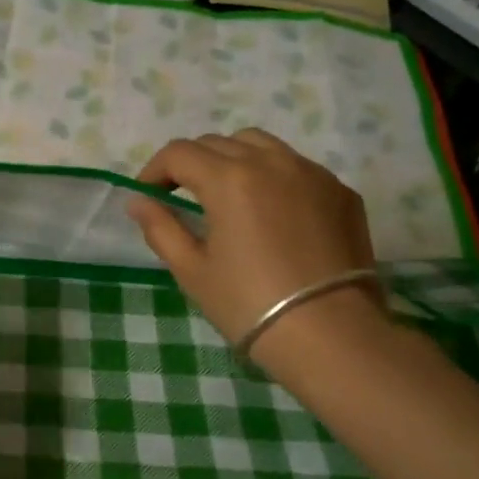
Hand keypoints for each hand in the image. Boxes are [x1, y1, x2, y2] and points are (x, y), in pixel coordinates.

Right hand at [127, 130, 384, 352]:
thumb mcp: (192, 270)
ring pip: (261, 145)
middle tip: (181, 196)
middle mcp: (271, 162)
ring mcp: (312, 173)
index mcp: (229, 179)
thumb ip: (160, 227)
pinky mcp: (340, 191)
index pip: (179, 153)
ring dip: (233, 160)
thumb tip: (138, 201)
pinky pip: (296, 168)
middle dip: (191, 163)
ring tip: (227, 195)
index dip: (154, 170)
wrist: (330, 336)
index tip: (147, 196)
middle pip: (218, 143)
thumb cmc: (248, 304)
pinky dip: (272, 177)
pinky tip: (270, 213)